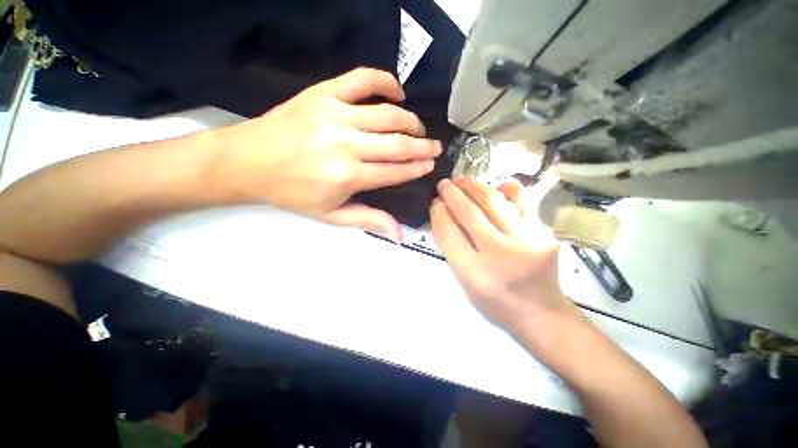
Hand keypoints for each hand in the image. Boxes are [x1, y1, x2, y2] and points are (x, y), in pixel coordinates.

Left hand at [215, 68, 440, 240]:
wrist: (248, 161)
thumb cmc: (293, 193)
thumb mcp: (331, 215)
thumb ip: (369, 220)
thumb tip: (400, 235)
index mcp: (348, 177)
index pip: (395, 171)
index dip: (417, 168)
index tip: (431, 165)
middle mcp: (347, 145)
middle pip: (397, 143)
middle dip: (423, 146)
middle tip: (435, 147)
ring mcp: (336, 115)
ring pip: (388, 114)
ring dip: (411, 121)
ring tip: (418, 128)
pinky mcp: (324, 93)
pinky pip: (363, 79)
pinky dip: (386, 82)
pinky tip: (397, 93)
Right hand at [431, 176, 580, 331]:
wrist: (540, 313)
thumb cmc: (495, 302)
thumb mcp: (464, 282)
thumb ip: (451, 248)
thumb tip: (443, 214)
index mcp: (474, 273)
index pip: (449, 233)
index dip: (439, 213)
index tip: (435, 202)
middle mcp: (500, 254)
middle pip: (470, 213)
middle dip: (452, 194)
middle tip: (444, 184)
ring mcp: (526, 241)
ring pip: (494, 201)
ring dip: (474, 186)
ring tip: (463, 181)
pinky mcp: (544, 233)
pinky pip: (524, 200)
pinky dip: (507, 189)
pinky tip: (496, 186)